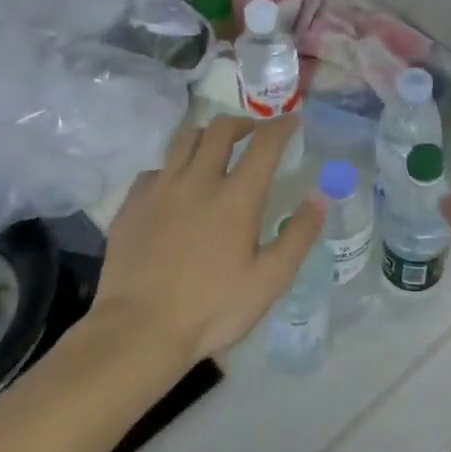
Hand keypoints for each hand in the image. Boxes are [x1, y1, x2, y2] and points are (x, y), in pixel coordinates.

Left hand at [92, 115, 325, 365]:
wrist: (139, 330)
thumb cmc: (213, 308)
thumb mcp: (270, 279)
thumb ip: (298, 235)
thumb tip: (319, 197)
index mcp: (237, 197)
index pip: (264, 144)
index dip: (282, 126)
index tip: (293, 121)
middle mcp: (198, 181)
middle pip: (221, 130)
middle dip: (243, 123)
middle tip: (254, 133)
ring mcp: (160, 190)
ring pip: (184, 140)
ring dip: (207, 136)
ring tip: (216, 148)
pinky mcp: (131, 205)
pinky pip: (155, 169)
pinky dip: (173, 167)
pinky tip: (176, 186)